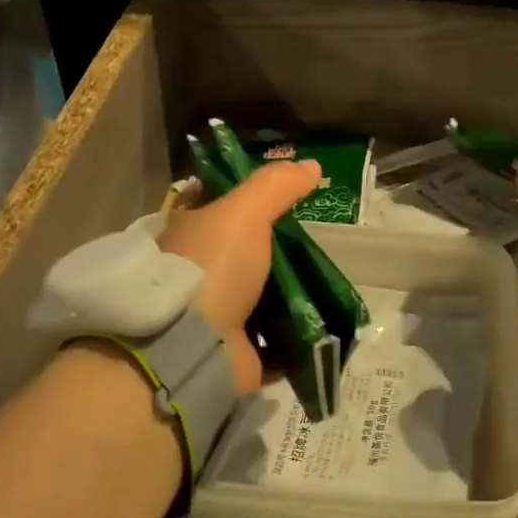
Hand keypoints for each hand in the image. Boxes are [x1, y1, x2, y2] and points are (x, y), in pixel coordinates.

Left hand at [158, 159, 321, 396]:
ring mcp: (212, 316)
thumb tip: (312, 165)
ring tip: (328, 282)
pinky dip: (294, 336)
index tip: (289, 201)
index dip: (249, 201)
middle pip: (244, 254)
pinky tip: (321, 322)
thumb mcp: (245, 211)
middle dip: (277, 251)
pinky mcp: (234, 353)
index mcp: (190, 234)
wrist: (191, 347)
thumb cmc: (212, 266)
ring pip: (260, 297)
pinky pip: (273, 341)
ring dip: (289, 295)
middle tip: (317, 244)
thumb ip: (276, 185)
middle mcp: (196, 273)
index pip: (218, 207)